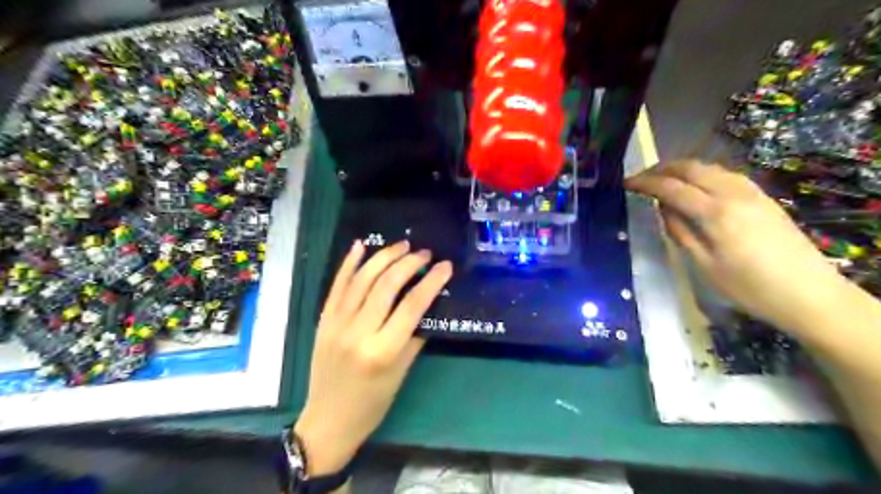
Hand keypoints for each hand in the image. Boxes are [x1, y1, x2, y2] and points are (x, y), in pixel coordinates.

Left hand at [293, 241, 450, 476]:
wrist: (329, 420)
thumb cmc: (373, 403)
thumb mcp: (401, 373)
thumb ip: (415, 336)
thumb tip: (427, 304)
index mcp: (382, 350)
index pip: (412, 306)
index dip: (431, 282)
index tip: (445, 266)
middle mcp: (358, 332)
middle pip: (386, 286)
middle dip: (408, 263)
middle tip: (424, 253)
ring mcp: (336, 323)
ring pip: (361, 279)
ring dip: (383, 257)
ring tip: (402, 245)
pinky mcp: (323, 320)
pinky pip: (336, 286)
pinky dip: (348, 263)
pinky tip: (360, 246)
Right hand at [625, 160, 845, 333]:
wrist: (811, 295)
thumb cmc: (749, 288)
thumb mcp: (704, 265)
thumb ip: (680, 232)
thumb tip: (663, 208)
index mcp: (715, 213)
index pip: (671, 187)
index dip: (645, 182)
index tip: (625, 183)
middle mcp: (733, 194)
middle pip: (691, 168)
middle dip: (661, 169)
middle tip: (641, 179)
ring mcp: (751, 193)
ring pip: (709, 168)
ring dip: (682, 169)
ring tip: (663, 181)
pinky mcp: (763, 197)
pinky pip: (725, 174)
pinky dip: (703, 174)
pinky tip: (696, 187)